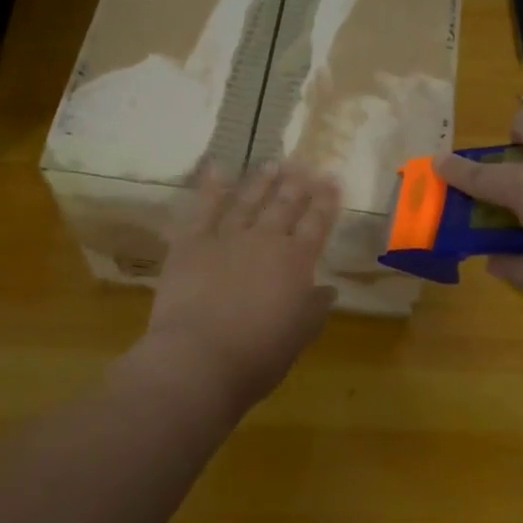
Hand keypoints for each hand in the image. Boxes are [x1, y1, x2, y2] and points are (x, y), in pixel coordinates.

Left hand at [133, 161, 340, 416]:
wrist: (199, 359)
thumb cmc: (257, 356)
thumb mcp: (298, 337)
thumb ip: (314, 309)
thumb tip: (327, 290)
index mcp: (296, 263)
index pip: (316, 224)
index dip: (325, 202)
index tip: (332, 180)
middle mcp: (265, 241)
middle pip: (284, 206)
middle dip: (296, 185)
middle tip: (304, 164)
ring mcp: (226, 239)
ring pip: (247, 201)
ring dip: (261, 181)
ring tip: (272, 163)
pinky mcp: (190, 244)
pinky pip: (203, 209)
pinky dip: (211, 188)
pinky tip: (217, 169)